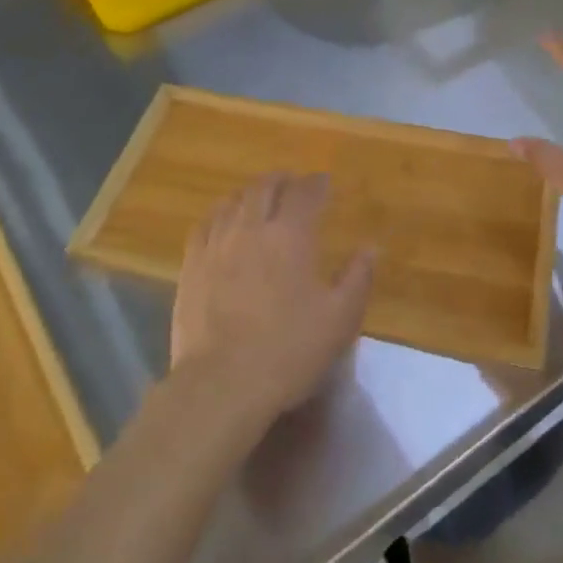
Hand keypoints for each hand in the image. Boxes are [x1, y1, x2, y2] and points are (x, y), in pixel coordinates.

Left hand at [170, 173, 376, 426]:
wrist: (222, 382)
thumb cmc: (289, 350)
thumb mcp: (339, 320)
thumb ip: (357, 278)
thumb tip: (371, 248)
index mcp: (290, 236)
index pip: (305, 193)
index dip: (316, 183)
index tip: (324, 181)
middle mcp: (251, 228)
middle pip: (264, 188)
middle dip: (282, 180)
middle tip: (292, 183)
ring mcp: (216, 244)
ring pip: (233, 201)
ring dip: (251, 194)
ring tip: (260, 198)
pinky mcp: (191, 265)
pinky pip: (205, 224)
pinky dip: (220, 214)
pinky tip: (223, 221)